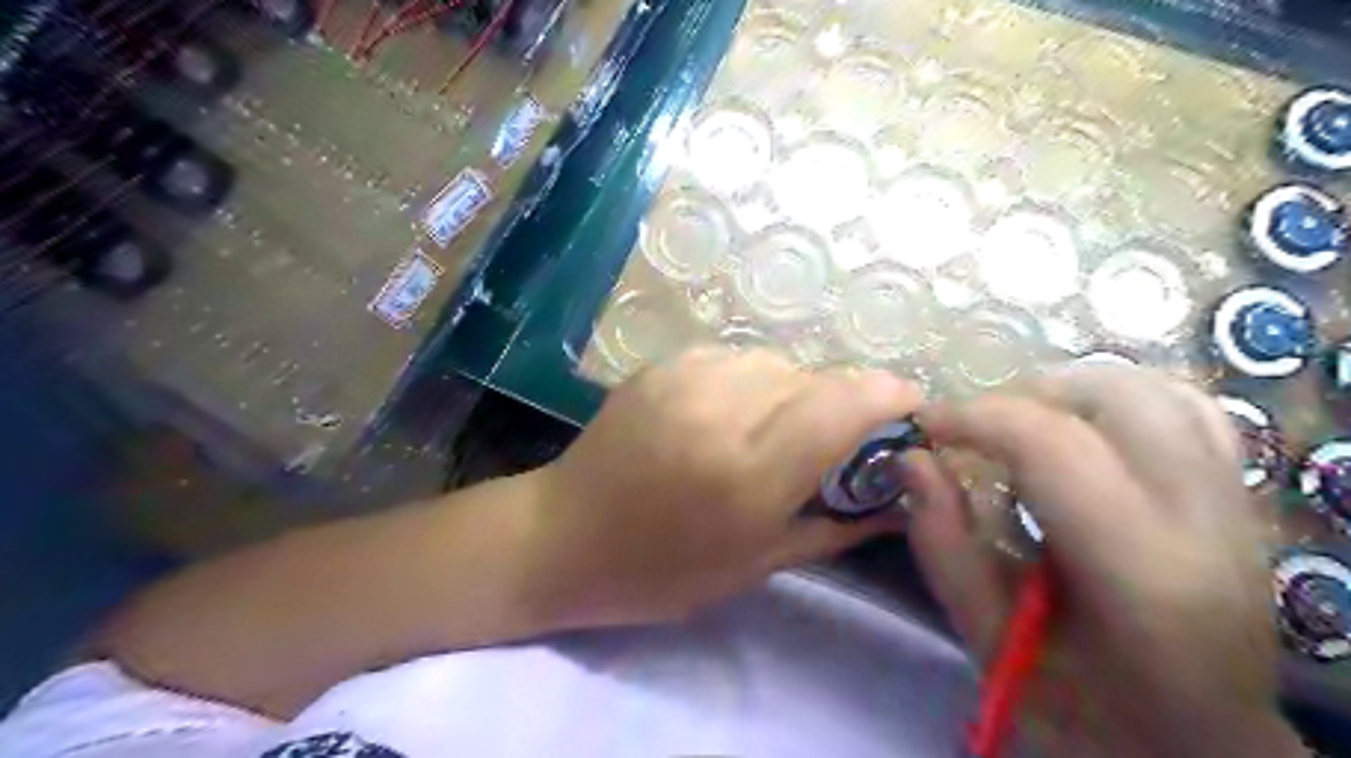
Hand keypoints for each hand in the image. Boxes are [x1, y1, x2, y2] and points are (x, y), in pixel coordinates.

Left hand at [523, 345, 924, 627]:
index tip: (908, 409)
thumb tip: (901, 496)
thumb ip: (838, 523)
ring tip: (772, 431)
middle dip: (840, 403)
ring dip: (793, 392)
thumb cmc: (661, 571)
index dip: (889, 394)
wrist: (563, 536)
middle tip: (831, 442)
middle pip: (816, 376)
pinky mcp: (661, 363)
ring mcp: (685, 377)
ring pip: (777, 362)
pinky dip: (751, 381)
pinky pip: (735, 357)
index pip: (845, 402)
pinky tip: (730, 414)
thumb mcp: (759, 563)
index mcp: (750, 471)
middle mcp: (722, 409)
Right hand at [905, 366, 1309, 757]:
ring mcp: (1234, 504)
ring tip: (1024, 424)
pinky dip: (1122, 401)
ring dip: (1072, 391)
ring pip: (1158, 390)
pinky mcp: (1239, 498)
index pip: (1054, 446)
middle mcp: (1203, 521)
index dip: (977, 418)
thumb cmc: (1085, 709)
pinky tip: (1082, 430)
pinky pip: (1189, 411)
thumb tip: (912, 460)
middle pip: (1116, 398)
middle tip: (977, 430)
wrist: (1198, 746)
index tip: (927, 428)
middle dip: (1025, 396)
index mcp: (1138, 571)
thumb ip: (943, 544)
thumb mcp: (987, 639)